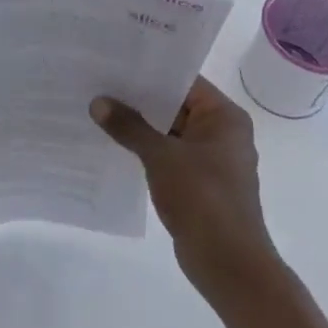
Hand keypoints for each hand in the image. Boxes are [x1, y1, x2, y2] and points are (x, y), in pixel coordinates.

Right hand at [91, 76, 280, 294]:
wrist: (229, 265)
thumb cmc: (202, 199)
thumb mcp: (161, 157)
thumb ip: (129, 127)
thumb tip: (98, 102)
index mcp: (224, 116)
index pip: (184, 81)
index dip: (150, 71)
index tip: (115, 63)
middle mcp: (222, 132)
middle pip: (176, 105)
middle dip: (140, 99)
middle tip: (100, 84)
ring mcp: (212, 159)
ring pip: (171, 132)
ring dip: (141, 127)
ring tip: (101, 111)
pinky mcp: (200, 183)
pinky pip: (170, 155)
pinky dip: (147, 150)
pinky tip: (115, 146)